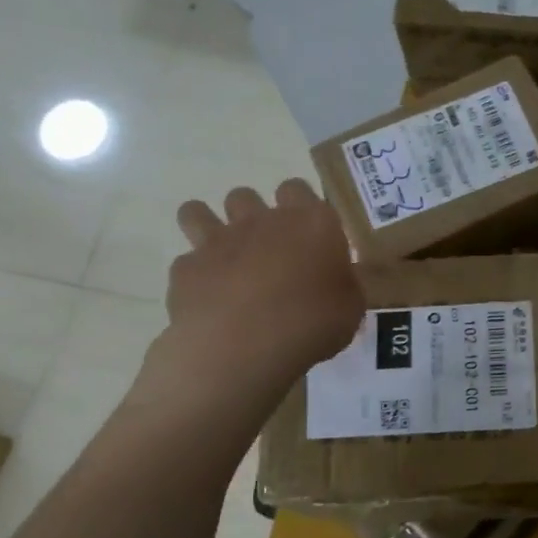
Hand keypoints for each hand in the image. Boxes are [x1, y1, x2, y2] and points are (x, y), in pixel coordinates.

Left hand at [136, 180, 363, 411]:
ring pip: (198, 212)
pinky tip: (209, 301)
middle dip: (253, 217)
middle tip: (268, 253)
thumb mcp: (351, 309)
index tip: (309, 238)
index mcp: (311, 223)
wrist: (244, 347)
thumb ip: (343, 285)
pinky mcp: (186, 268)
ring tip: (224, 261)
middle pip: (247, 196)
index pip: (300, 190)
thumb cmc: (311, 325)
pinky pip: (187, 261)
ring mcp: (218, 240)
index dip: (301, 209)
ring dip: (208, 227)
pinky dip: (197, 276)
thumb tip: (337, 280)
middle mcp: (262, 220)